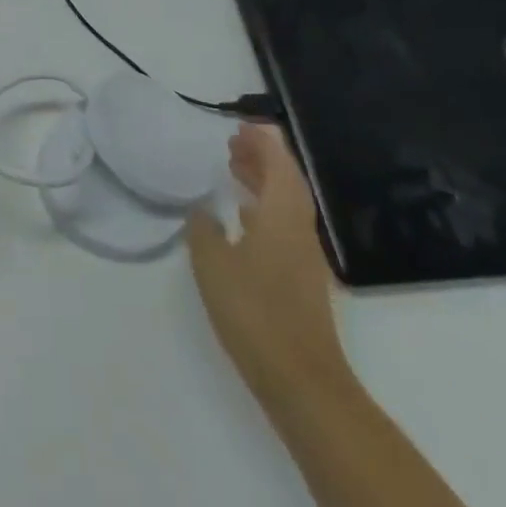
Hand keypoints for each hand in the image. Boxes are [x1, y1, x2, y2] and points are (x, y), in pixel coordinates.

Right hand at [187, 122, 350, 409]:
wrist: (301, 380)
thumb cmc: (254, 312)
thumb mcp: (213, 264)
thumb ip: (204, 231)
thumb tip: (202, 210)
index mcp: (282, 216)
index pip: (279, 165)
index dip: (263, 142)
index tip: (242, 126)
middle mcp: (298, 229)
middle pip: (286, 181)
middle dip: (263, 158)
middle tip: (234, 142)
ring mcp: (303, 257)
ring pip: (285, 204)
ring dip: (263, 181)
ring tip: (235, 170)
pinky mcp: (299, 279)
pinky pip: (282, 225)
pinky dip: (264, 208)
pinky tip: (243, 218)